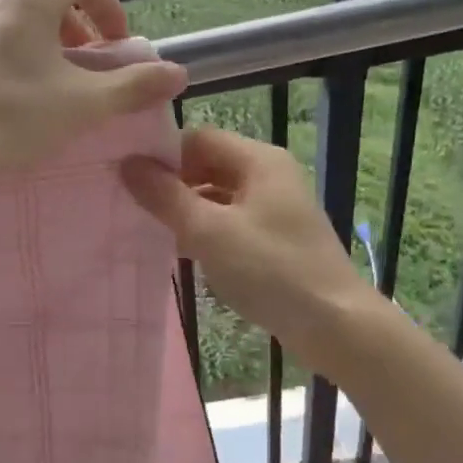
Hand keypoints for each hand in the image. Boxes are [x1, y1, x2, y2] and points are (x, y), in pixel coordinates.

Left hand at [0, 0, 186, 182]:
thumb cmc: (11, 119)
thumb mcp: (81, 105)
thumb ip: (133, 86)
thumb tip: (178, 72)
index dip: (107, 5)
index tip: (115, 44)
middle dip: (72, 25)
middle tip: (82, 63)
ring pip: (7, 14)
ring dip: (35, 37)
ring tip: (42, 78)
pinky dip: (0, 50)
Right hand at [121, 128, 374, 371]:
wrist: (334, 323)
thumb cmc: (270, 270)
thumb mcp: (209, 231)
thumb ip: (166, 196)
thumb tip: (128, 163)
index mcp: (259, 160)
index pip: (198, 138)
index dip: (163, 155)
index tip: (127, 178)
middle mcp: (270, 174)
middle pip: (209, 165)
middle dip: (173, 184)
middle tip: (133, 206)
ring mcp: (276, 207)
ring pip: (219, 196)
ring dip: (188, 210)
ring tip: (153, 230)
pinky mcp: (277, 238)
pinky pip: (232, 221)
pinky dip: (208, 231)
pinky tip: (186, 252)